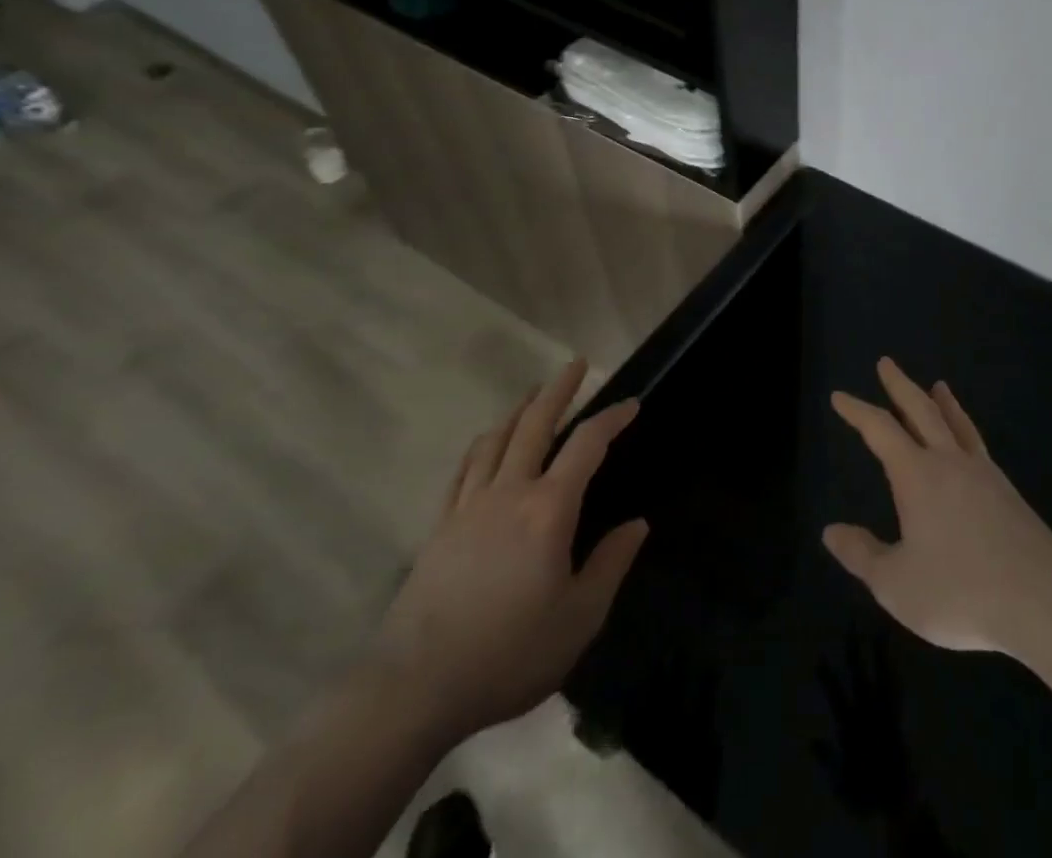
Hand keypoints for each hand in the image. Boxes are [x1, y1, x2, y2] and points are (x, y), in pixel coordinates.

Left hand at [369, 359, 647, 746]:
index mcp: (549, 509)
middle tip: (577, 364)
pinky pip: (464, 470)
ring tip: (534, 394)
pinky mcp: (439, 527)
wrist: (415, 688)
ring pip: (496, 440)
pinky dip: (481, 446)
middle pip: (535, 424)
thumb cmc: (509, 653)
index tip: (631, 403)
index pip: (587, 445)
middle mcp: (509, 493)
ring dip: (519, 410)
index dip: (612, 418)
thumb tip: (637, 525)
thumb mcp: (579, 618)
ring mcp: (469, 506)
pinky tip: (486, 443)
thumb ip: (610, 564)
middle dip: (559, 389)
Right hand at [824, 357, 1051, 658]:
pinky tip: (968, 442)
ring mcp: (983, 473)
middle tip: (886, 363)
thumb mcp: (897, 584)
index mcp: (917, 475)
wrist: (1042, 600)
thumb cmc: (961, 591)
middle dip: (899, 385)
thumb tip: (831, 531)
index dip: (857, 411)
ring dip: (942, 402)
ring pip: (957, 423)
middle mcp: (949, 461)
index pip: (880, 430)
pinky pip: (977, 443)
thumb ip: (862, 555)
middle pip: (921, 410)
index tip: (839, 396)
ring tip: (938, 385)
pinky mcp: (1007, 492)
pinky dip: (966, 428)